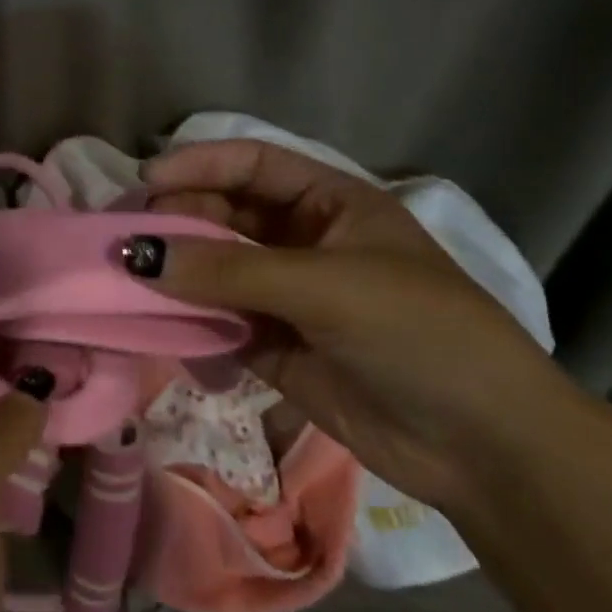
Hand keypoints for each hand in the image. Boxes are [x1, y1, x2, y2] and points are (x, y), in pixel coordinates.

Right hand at [137, 139, 558, 508]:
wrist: (484, 446)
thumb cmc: (417, 332)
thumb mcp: (325, 286)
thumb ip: (228, 269)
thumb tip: (138, 253)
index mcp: (332, 204)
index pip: (253, 165)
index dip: (199, 164)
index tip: (146, 182)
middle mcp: (305, 242)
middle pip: (227, 215)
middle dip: (179, 220)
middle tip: (127, 236)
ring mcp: (290, 297)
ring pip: (217, 270)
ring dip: (177, 273)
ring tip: (127, 278)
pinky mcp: (277, 348)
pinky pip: (220, 322)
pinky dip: (188, 321)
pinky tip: (155, 322)